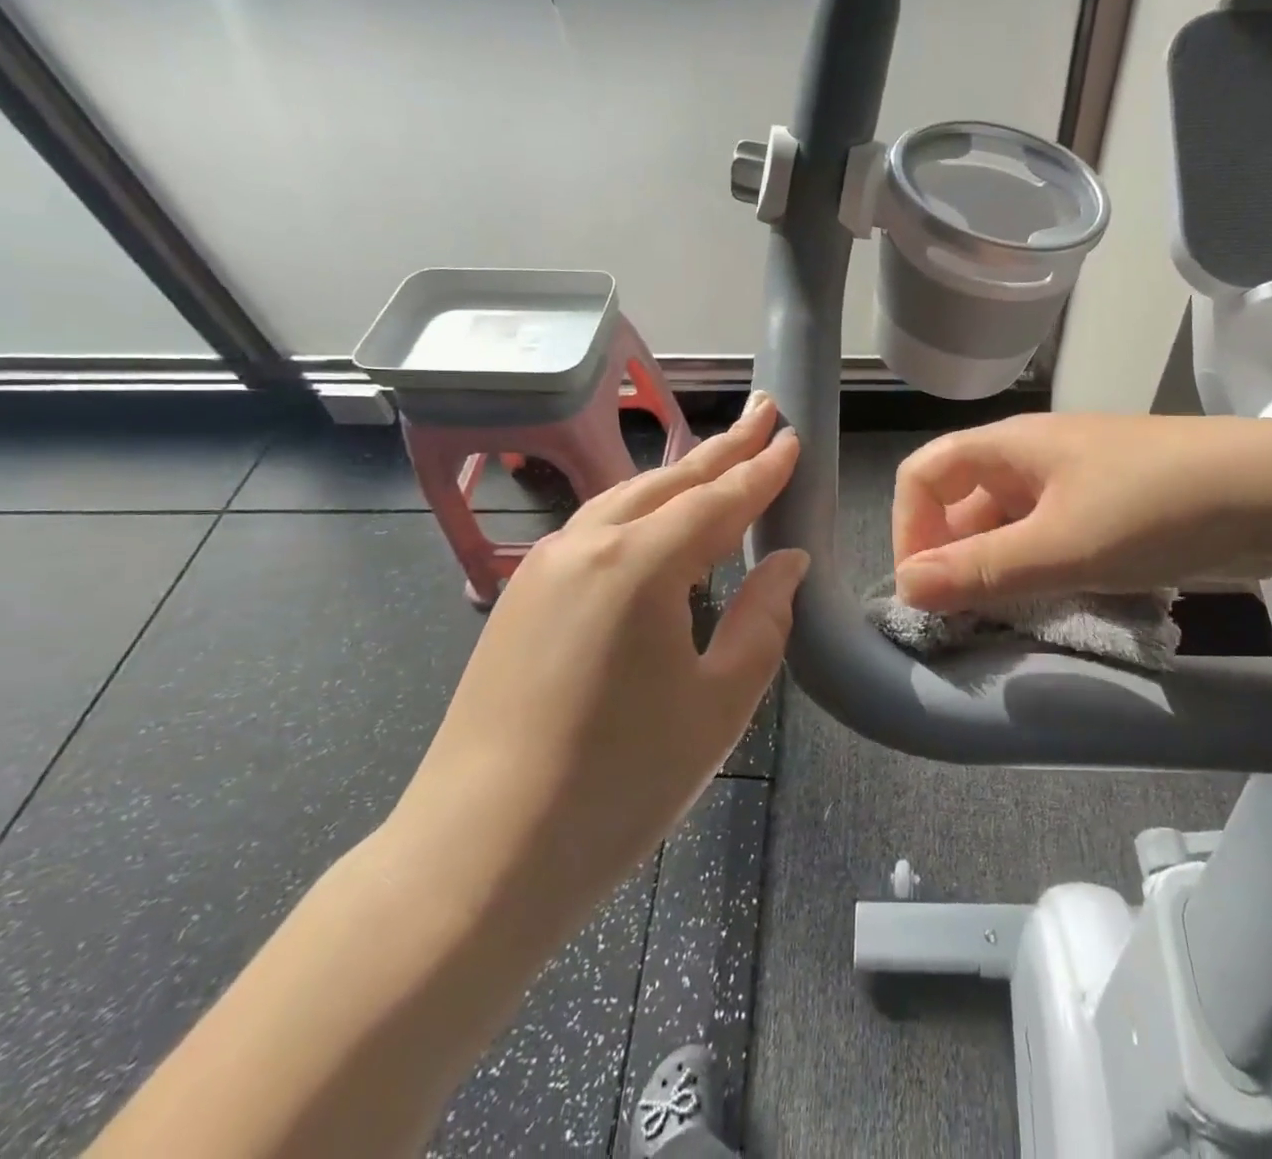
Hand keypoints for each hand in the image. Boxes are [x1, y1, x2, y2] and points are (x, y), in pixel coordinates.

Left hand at [388, 396, 805, 946]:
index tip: (793, 438)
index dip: (762, 469)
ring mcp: (544, 568)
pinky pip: (595, 529)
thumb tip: (786, 561)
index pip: (719, 499)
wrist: (478, 858)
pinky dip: (640, 510)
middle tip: (764, 412)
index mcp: (640, 563)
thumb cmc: (619, 783)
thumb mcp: (720, 701)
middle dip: (723, 447)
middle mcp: (587, 545)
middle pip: (670, 481)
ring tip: (719, 457)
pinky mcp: (521, 597)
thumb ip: (763, 619)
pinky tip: (657, 521)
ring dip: (679, 475)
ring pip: (627, 499)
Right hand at [892, 413, 1271, 610]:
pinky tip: (1050, 605)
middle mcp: (1033, 458)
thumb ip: (980, 569)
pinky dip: (1035, 571)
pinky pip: (1048, 538)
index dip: (910, 528)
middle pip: (963, 502)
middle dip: (953, 558)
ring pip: (1007, 525)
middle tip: (963, 619)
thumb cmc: (1155, 507)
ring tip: (1004, 620)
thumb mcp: (1060, 545)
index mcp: (1010, 447)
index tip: (924, 589)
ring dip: (995, 570)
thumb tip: (904, 588)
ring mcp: (1074, 482)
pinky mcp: (1108, 509)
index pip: (925, 474)